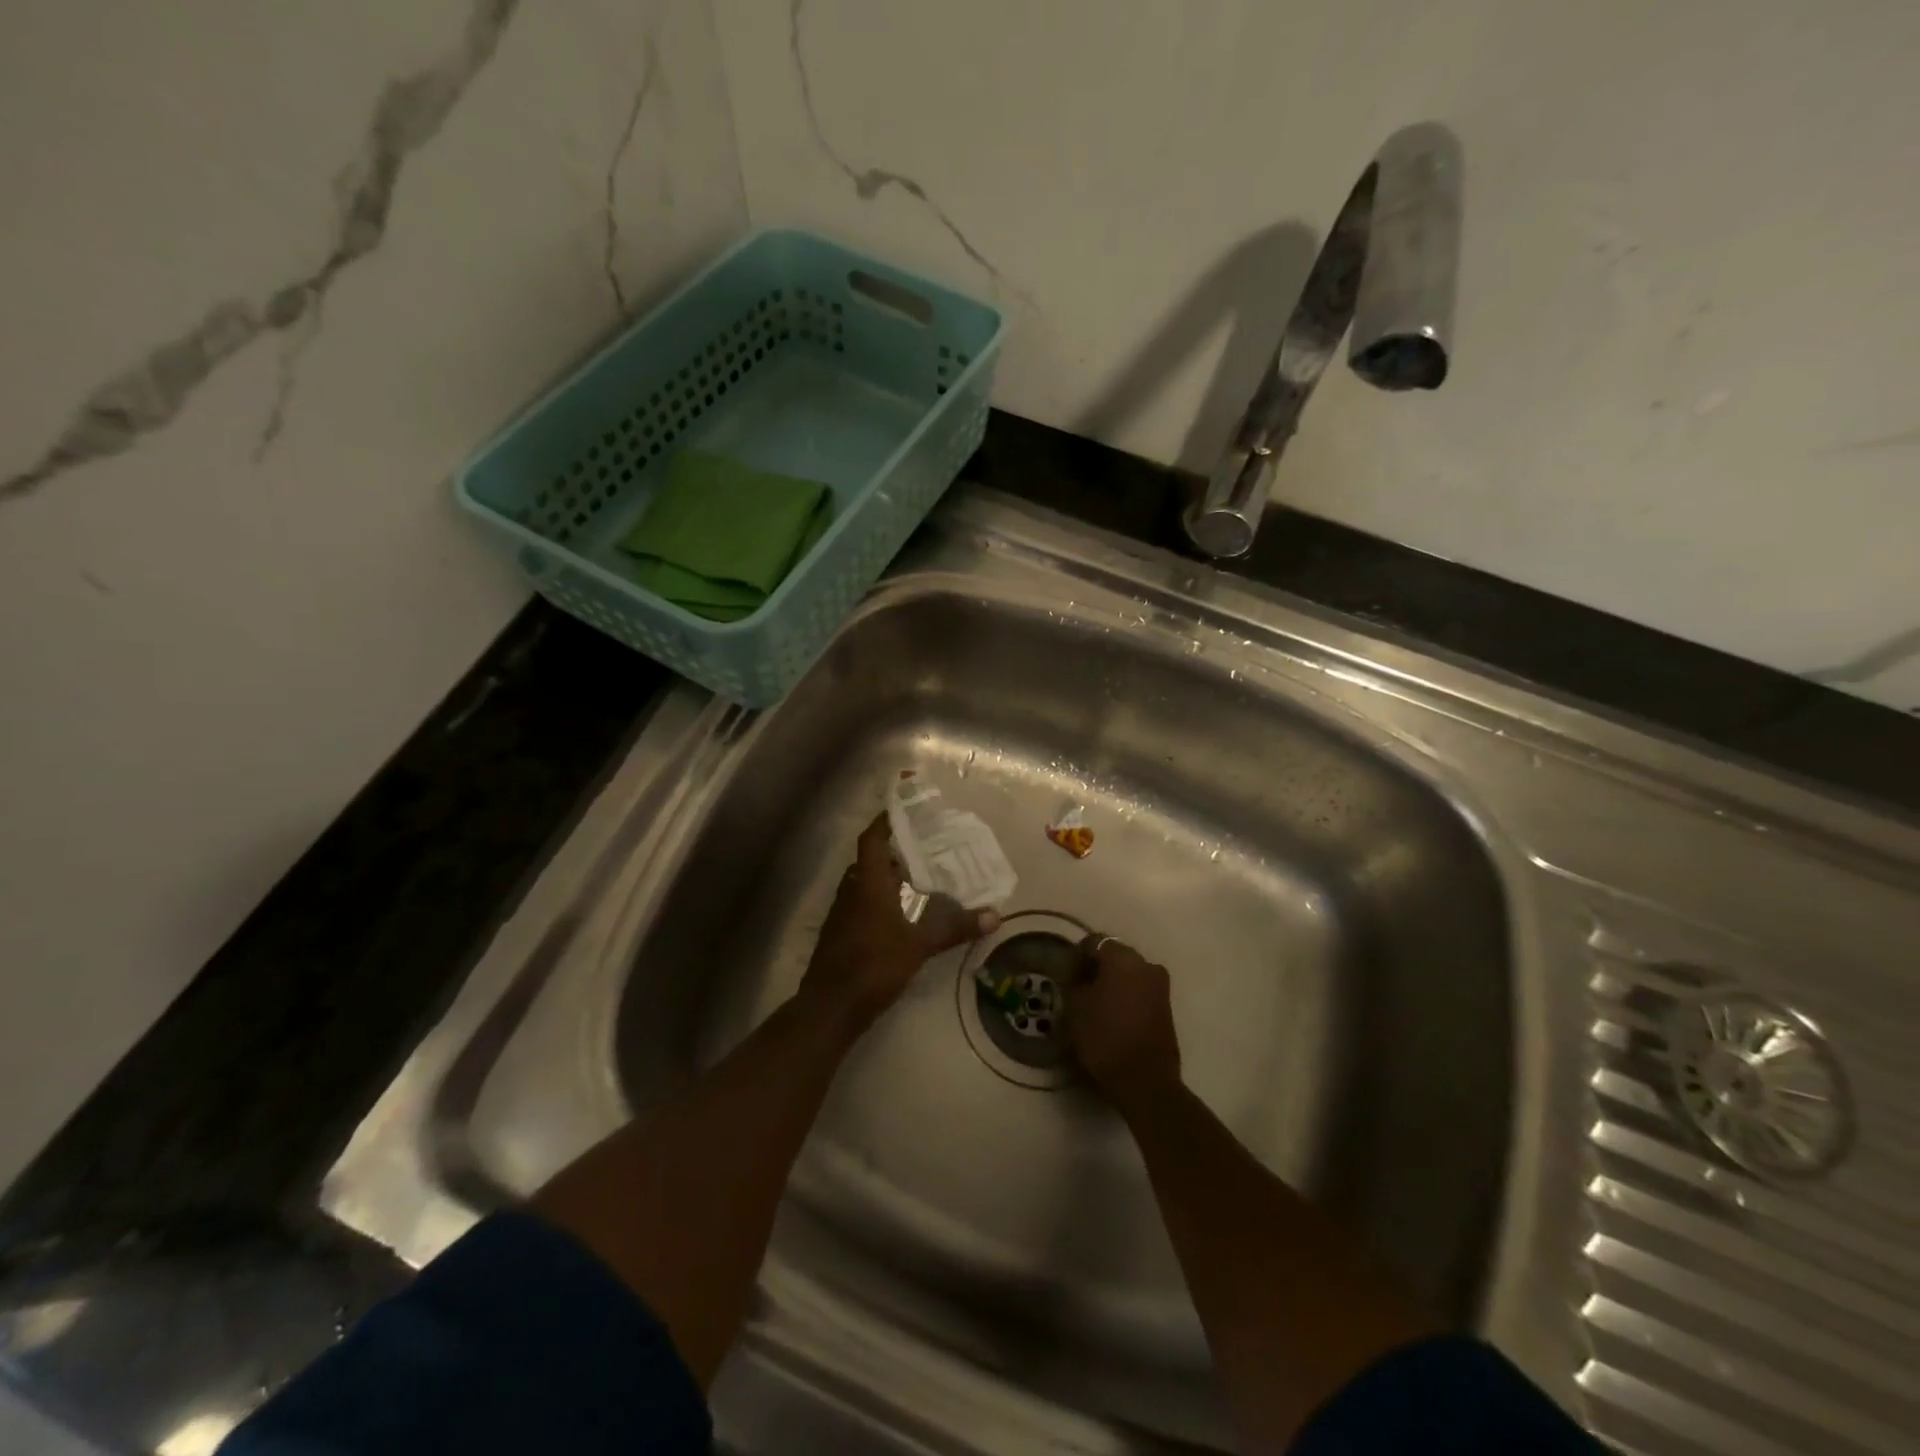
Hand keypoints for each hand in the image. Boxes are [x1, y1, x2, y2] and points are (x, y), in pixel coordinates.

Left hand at [801, 813, 997, 1030]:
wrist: (830, 1006)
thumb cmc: (874, 965)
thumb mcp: (919, 946)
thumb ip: (955, 928)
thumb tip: (995, 916)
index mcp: (867, 882)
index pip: (872, 839)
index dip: (885, 822)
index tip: (905, 811)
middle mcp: (851, 890)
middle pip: (871, 860)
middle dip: (895, 851)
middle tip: (924, 846)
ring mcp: (841, 912)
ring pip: (865, 882)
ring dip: (887, 876)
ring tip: (919, 876)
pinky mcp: (840, 932)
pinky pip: (861, 902)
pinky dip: (880, 898)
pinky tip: (901, 911)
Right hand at [1068, 934, 1181, 1109]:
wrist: (1145, 1079)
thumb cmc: (1104, 1036)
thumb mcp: (1075, 1007)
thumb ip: (1073, 982)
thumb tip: (1076, 974)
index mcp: (1122, 957)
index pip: (1093, 942)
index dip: (1077, 956)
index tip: (1066, 975)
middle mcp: (1145, 963)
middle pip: (1114, 955)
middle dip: (1097, 968)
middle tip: (1079, 988)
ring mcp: (1160, 985)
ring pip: (1129, 973)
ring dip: (1113, 982)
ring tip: (1096, 1004)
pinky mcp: (1166, 1006)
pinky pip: (1140, 990)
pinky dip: (1126, 996)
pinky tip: (1113, 1015)